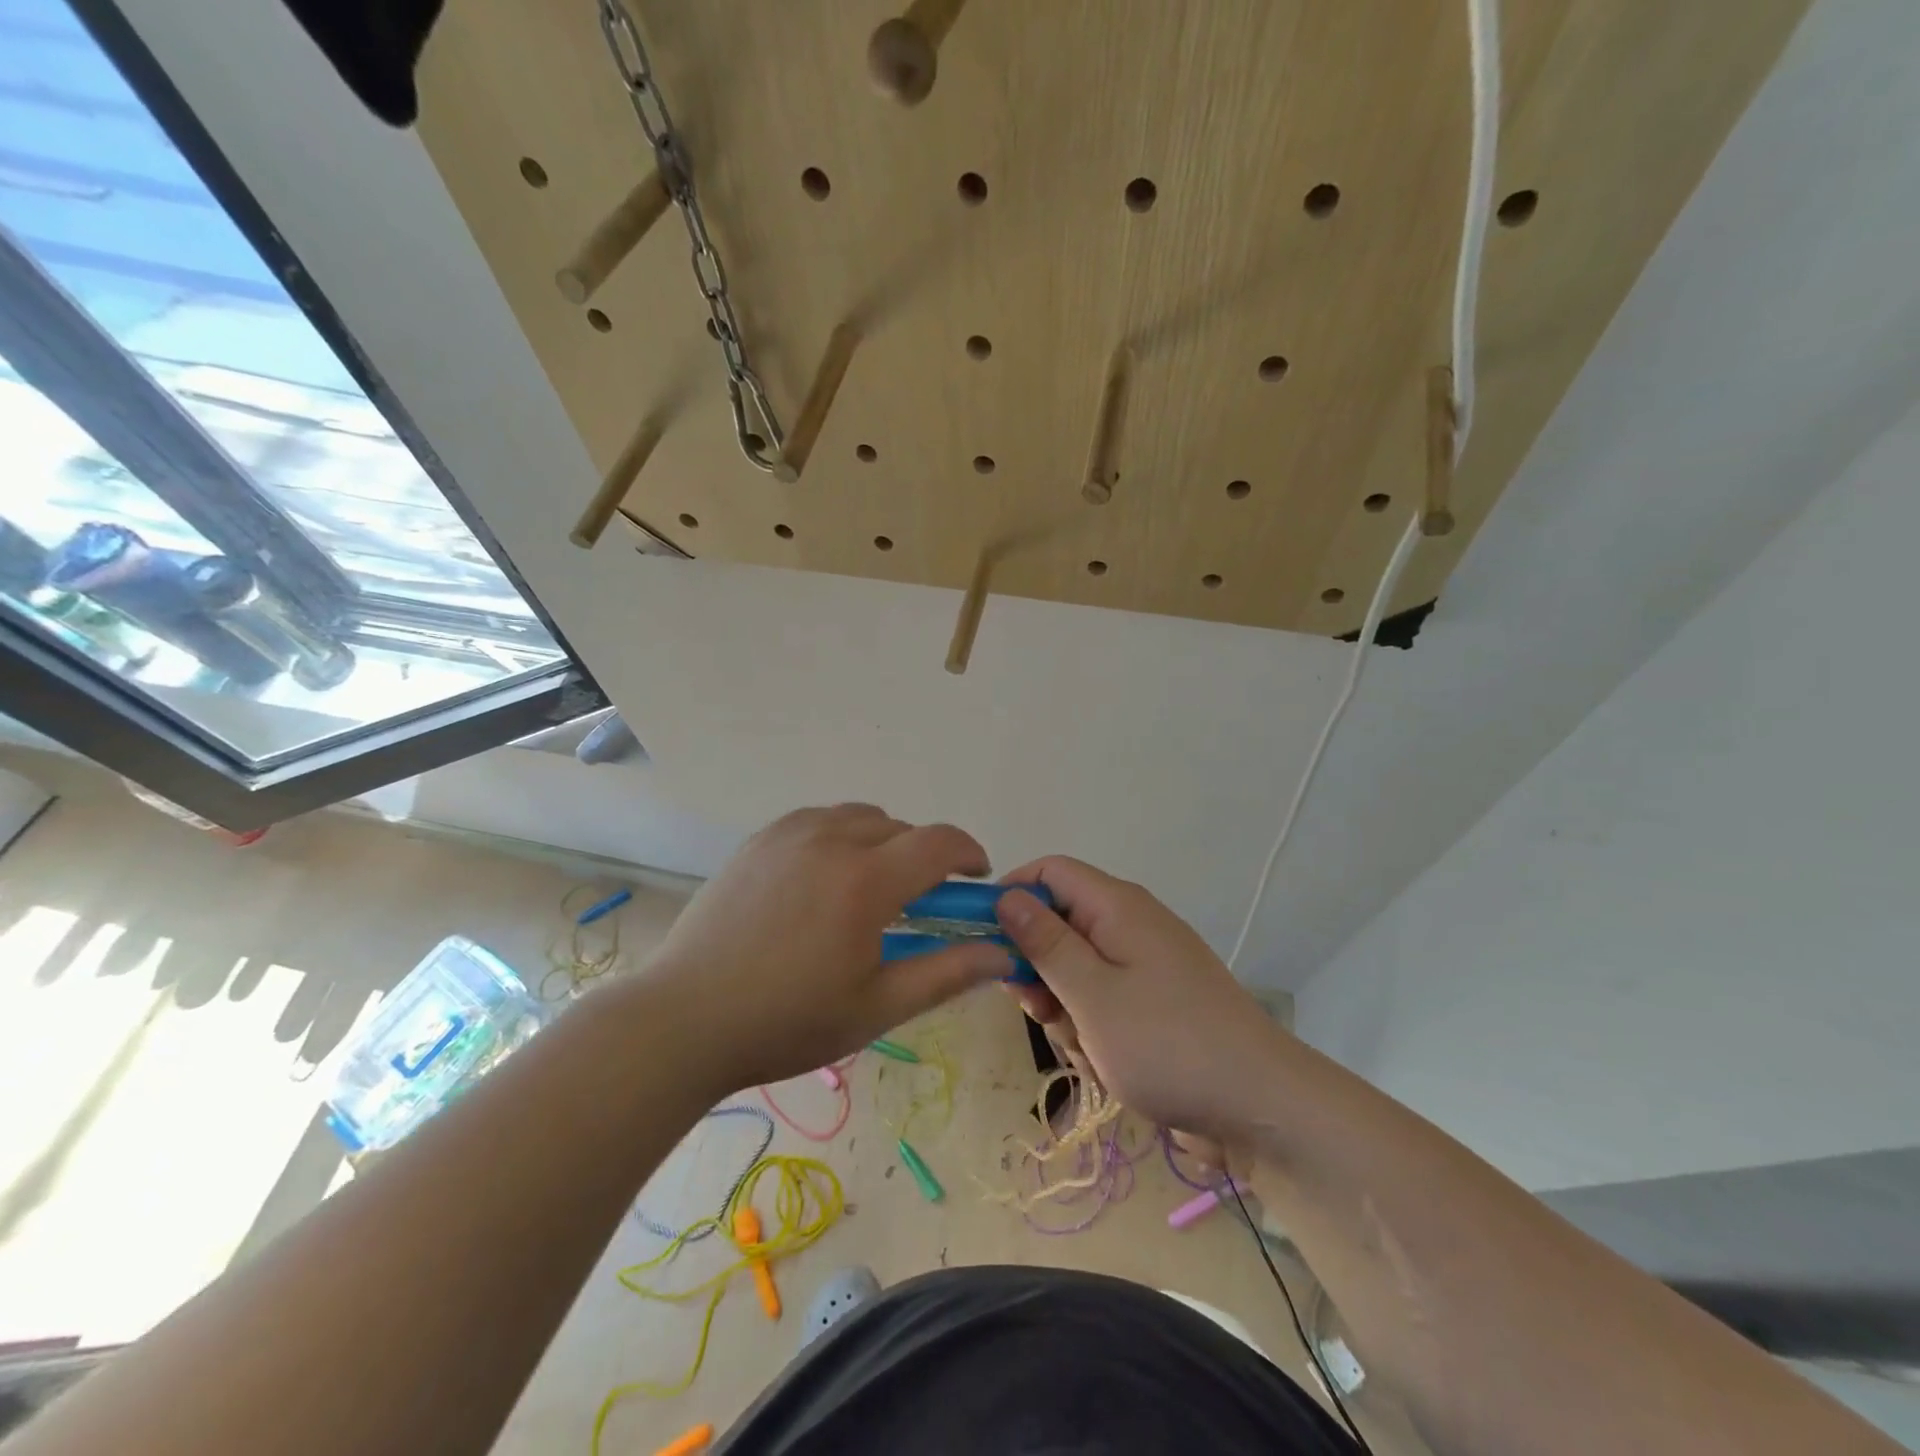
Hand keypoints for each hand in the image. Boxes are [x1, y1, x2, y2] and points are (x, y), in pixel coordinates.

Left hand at [642, 804, 1012, 1093]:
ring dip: (881, 842)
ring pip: (859, 818)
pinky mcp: (759, 841)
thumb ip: (946, 973)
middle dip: (923, 858)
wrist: (685, 1020)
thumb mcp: (877, 1006)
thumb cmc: (788, 1021)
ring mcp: (789, 834)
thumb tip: (1001, 951)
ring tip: (868, 889)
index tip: (976, 879)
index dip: (968, 854)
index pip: (939, 842)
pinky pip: (818, 820)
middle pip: (901, 828)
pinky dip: (839, 836)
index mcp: (866, 881)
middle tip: (917, 904)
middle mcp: (831, 840)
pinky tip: (823, 879)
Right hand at [994, 857, 1287, 1136]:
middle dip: (1037, 964)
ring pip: (1076, 966)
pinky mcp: (1154, 1001)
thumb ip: (1044, 943)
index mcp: (1117, 906)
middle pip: (1060, 921)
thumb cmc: (1166, 1044)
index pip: (1049, 872)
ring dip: (1064, 1003)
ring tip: (1083, 1044)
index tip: (983, 941)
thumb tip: (1007, 895)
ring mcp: (1145, 964)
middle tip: (1036, 1009)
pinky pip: (1102, 997)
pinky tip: (1104, 1059)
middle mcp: (1131, 924)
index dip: (1012, 895)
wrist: (1260, 1107)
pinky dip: (1091, 1023)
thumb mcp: (1091, 994)